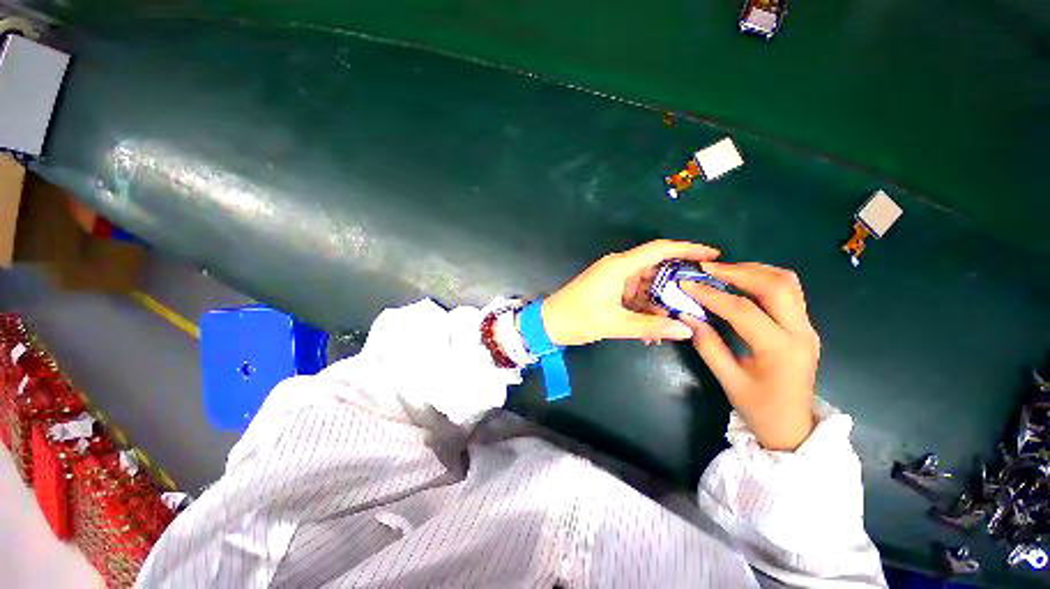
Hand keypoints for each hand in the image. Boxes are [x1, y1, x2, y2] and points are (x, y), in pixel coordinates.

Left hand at [540, 240, 720, 345]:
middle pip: (655, 268)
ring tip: (676, 322)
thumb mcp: (615, 324)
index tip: (712, 255)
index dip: (687, 249)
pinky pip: (634, 295)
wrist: (549, 323)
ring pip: (646, 285)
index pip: (659, 250)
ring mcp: (613, 279)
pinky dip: (645, 309)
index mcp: (619, 266)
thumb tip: (685, 330)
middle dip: (676, 283)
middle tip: (699, 297)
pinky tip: (653, 328)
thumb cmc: (578, 318)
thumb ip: (650, 326)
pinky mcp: (609, 290)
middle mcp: (618, 267)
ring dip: (659, 303)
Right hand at [682, 263, 819, 451]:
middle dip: (738, 271)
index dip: (711, 295)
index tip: (686, 284)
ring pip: (787, 283)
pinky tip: (741, 281)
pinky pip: (788, 291)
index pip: (743, 310)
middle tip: (707, 268)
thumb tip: (686, 315)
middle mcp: (801, 332)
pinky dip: (764, 279)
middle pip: (776, 286)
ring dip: (754, 270)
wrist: (793, 428)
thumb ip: (707, 345)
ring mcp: (807, 327)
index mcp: (780, 350)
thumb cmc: (759, 408)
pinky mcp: (804, 326)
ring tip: (722, 270)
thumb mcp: (728, 380)